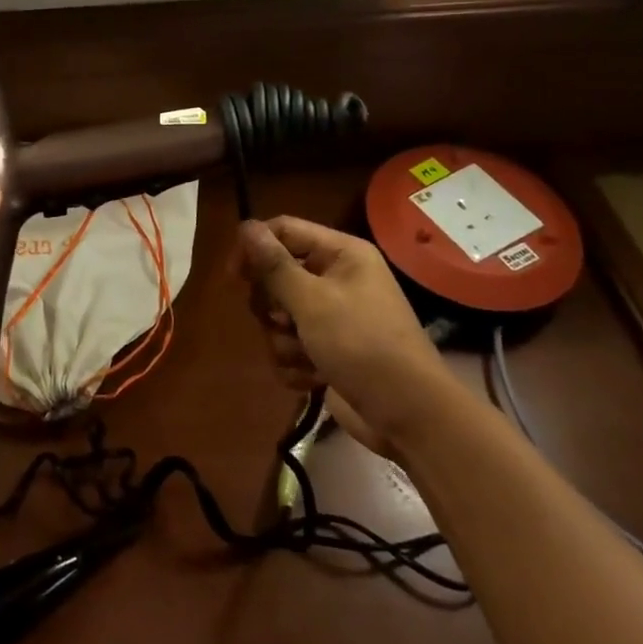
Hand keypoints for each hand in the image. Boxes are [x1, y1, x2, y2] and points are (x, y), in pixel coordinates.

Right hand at [239, 217, 448, 457]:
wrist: (408, 416)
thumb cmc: (363, 345)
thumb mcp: (313, 301)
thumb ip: (274, 265)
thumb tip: (245, 226)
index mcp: (341, 254)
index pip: (284, 230)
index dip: (255, 248)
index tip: (234, 276)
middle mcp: (336, 279)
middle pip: (276, 276)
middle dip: (273, 305)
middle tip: (285, 321)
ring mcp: (331, 317)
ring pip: (279, 316)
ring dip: (283, 340)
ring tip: (306, 356)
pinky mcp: (326, 351)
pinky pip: (289, 347)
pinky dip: (295, 364)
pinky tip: (312, 378)